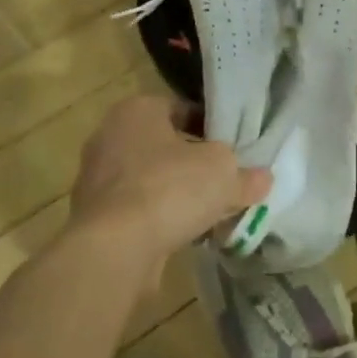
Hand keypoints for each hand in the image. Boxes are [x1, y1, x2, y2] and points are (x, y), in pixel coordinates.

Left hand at [70, 95, 272, 260]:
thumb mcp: (223, 172)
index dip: (213, 127)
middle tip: (227, 182)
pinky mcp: (96, 217)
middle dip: (196, 165)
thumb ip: (245, 173)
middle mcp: (110, 137)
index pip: (183, 108)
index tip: (236, 148)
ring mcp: (98, 179)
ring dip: (180, 195)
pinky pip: (140, 210)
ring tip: (213, 214)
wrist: (114, 249)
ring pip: (153, 181)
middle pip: (167, 147)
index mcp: (137, 110)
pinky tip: (189, 236)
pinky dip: (162, 219)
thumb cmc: (169, 189)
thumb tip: (261, 179)